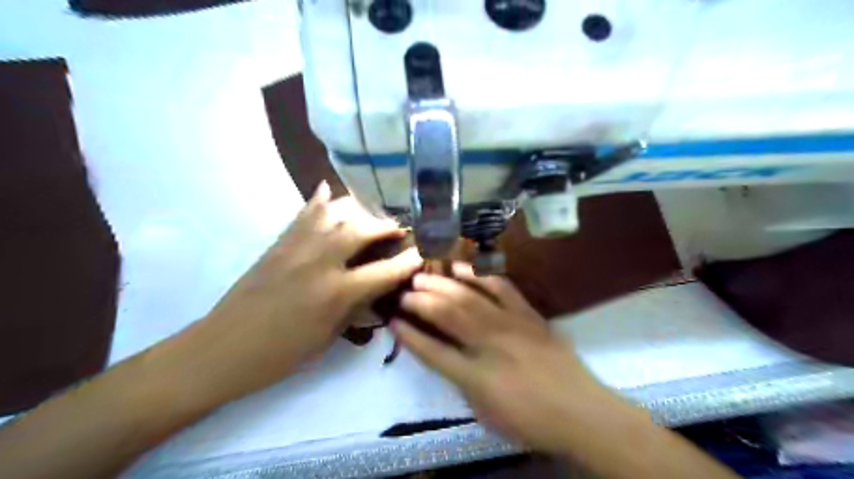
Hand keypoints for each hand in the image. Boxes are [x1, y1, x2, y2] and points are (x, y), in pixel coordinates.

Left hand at [177, 184, 423, 399]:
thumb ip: (357, 307)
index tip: (422, 253)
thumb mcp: (329, 337)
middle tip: (397, 230)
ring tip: (369, 215)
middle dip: (385, 227)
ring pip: (334, 213)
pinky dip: (318, 201)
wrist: (224, 348)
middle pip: (361, 229)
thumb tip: (378, 288)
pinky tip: (328, 191)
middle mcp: (320, 261)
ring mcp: (297, 247)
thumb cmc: (282, 353)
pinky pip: (303, 214)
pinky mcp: (279, 243)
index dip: (408, 262)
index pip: (385, 271)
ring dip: (358, 211)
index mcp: (336, 292)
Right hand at [391, 263, 620, 454]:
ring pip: (468, 296)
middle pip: (446, 314)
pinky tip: (461, 267)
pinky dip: (478, 275)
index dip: (409, 335)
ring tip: (422, 276)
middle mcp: (488, 344)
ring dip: (440, 284)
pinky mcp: (527, 314)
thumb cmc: (531, 420)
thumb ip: (463, 383)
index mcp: (474, 376)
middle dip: (419, 301)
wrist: (581, 412)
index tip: (393, 320)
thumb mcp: (486, 413)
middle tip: (404, 292)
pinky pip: (500, 286)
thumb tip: (449, 359)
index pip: (432, 351)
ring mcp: (509, 324)